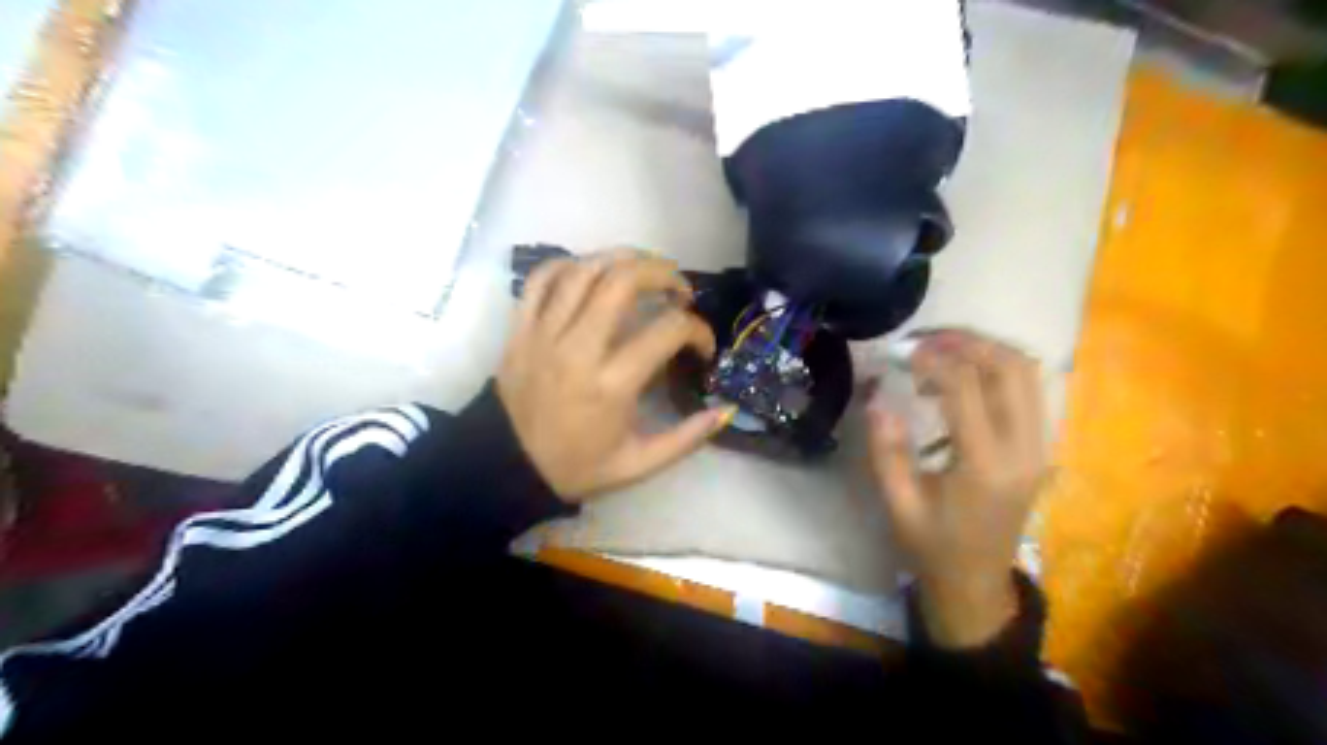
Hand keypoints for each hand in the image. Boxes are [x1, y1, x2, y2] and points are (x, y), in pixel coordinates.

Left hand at [499, 251, 736, 499]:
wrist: (506, 467)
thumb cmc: (576, 466)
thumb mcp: (638, 465)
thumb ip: (686, 438)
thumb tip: (725, 410)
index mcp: (612, 384)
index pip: (667, 330)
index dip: (697, 329)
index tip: (702, 345)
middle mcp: (578, 348)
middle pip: (623, 281)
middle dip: (662, 273)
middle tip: (678, 288)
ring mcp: (544, 333)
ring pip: (584, 270)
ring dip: (622, 259)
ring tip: (643, 270)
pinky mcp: (520, 328)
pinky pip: (542, 278)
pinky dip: (570, 265)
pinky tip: (591, 272)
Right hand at [874, 328, 1045, 647]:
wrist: (976, 581)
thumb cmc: (931, 545)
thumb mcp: (898, 502)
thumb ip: (886, 448)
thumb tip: (877, 395)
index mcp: (985, 466)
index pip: (967, 388)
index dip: (933, 359)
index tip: (901, 350)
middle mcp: (1024, 449)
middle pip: (1012, 368)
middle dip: (967, 342)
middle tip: (925, 340)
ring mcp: (1040, 447)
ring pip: (1028, 373)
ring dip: (985, 350)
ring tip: (941, 351)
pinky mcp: (1040, 447)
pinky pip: (1029, 390)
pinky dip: (996, 369)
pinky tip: (960, 378)